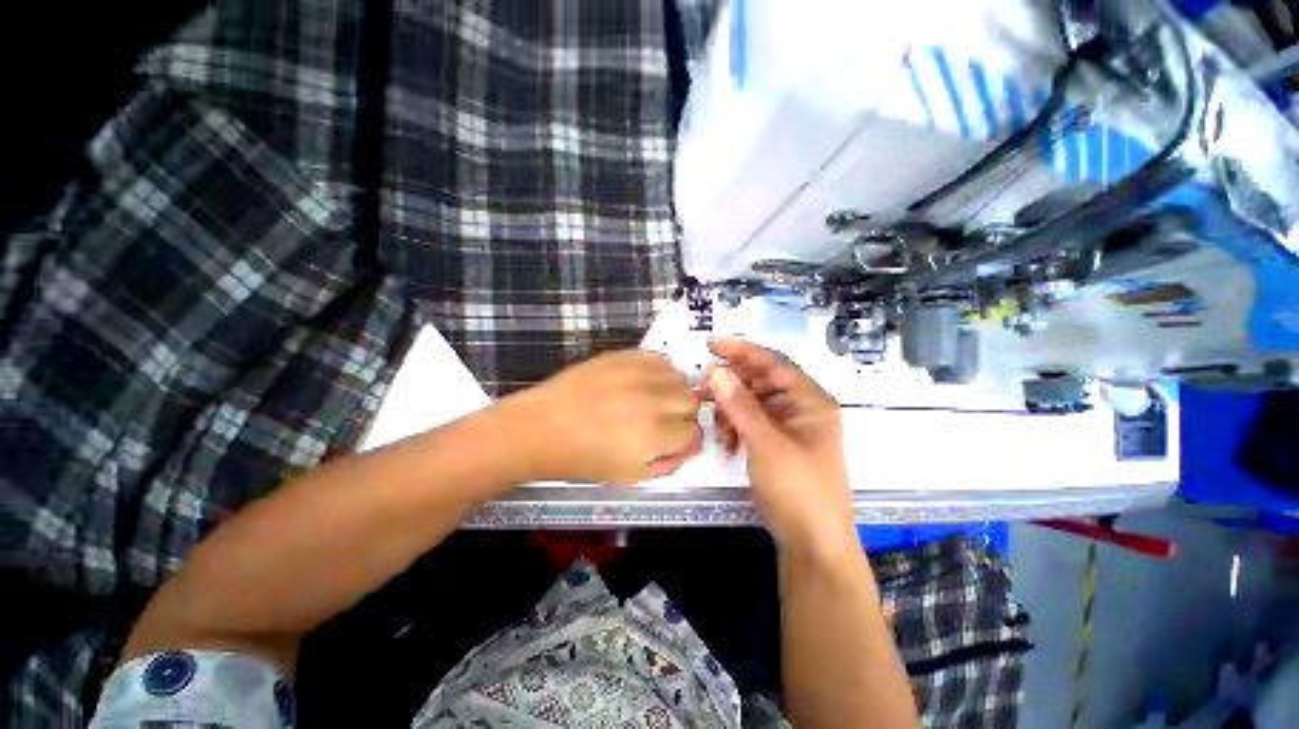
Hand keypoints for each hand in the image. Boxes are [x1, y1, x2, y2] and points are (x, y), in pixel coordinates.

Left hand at [505, 349, 702, 485]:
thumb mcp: (630, 476)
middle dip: (683, 415)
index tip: (675, 441)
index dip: (687, 440)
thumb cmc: (583, 458)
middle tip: (663, 421)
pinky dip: (659, 371)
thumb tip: (689, 447)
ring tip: (652, 400)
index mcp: (653, 436)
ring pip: (679, 377)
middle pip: (692, 401)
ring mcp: (636, 374)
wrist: (542, 427)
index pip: (695, 432)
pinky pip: (659, 358)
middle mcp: (652, 400)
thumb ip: (668, 464)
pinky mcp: (623, 356)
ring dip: (672, 391)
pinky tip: (643, 382)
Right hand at [704, 339, 855, 554]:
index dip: (741, 350)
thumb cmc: (798, 490)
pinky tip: (728, 446)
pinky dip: (735, 428)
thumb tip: (715, 371)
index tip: (710, 344)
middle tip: (701, 391)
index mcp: (809, 401)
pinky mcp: (775, 441)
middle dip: (730, 386)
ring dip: (730, 411)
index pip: (773, 363)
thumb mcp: (766, 444)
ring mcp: (787, 425)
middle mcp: (800, 407)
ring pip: (750, 403)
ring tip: (719, 431)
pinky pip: (749, 422)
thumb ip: (740, 406)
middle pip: (759, 382)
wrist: (811, 543)